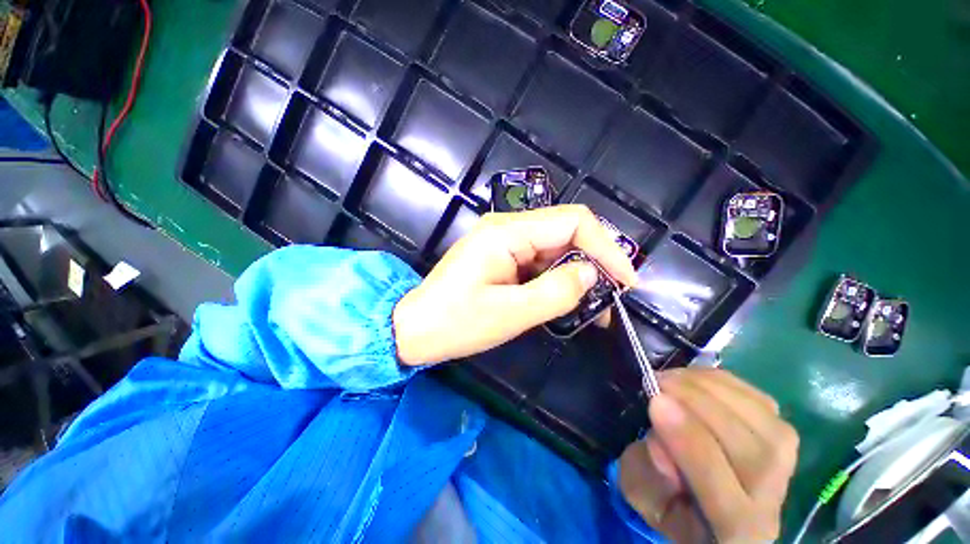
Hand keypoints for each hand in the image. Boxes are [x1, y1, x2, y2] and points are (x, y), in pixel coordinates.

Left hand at [393, 205, 637, 364]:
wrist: (415, 329)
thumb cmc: (456, 323)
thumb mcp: (510, 314)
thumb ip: (556, 292)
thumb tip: (592, 274)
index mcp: (506, 233)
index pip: (572, 221)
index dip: (606, 247)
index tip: (626, 282)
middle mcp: (506, 228)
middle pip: (565, 232)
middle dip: (594, 263)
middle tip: (609, 300)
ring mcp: (503, 242)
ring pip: (555, 248)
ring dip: (577, 275)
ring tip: (591, 308)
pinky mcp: (501, 257)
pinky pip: (539, 261)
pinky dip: (558, 279)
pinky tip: (565, 301)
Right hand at [619, 369, 798, 542]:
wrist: (712, 505)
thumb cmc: (669, 501)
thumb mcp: (643, 495)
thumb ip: (647, 474)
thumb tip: (660, 443)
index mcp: (732, 533)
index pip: (720, 491)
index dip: (688, 442)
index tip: (655, 401)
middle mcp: (770, 504)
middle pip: (751, 452)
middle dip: (698, 405)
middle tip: (658, 381)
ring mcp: (787, 467)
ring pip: (759, 420)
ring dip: (708, 388)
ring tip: (671, 379)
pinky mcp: (784, 435)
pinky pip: (758, 398)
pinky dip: (721, 381)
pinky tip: (693, 379)